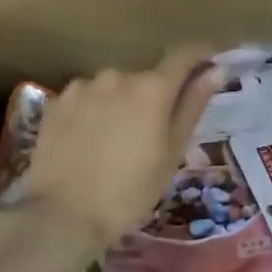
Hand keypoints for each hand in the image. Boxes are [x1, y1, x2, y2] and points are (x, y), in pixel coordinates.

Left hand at [14, 49, 218, 251]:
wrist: (63, 215)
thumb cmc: (130, 190)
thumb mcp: (172, 153)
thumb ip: (192, 106)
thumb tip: (215, 71)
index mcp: (152, 88)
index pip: (183, 56)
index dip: (199, 57)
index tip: (208, 66)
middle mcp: (117, 75)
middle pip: (146, 77)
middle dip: (155, 96)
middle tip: (154, 133)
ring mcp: (82, 87)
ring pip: (114, 88)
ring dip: (122, 103)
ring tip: (117, 141)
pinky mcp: (56, 102)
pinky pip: (86, 99)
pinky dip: (94, 112)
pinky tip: (89, 142)